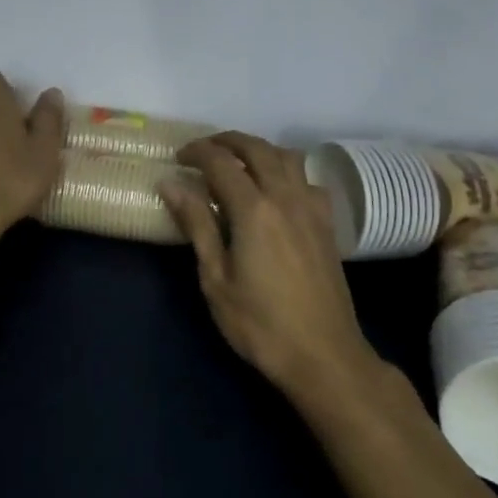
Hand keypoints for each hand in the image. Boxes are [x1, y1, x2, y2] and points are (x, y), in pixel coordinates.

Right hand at [161, 132, 380, 398]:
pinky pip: (307, 179)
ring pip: (286, 157)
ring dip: (259, 149)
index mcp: (253, 209)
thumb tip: (171, 184)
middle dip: (227, 141)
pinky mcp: (326, 224)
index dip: (197, 152)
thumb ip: (197, 225)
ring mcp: (311, 208)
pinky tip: (276, 190)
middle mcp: (285, 197)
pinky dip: (287, 170)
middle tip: (203, 151)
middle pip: (257, 148)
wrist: (325, 356)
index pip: (221, 162)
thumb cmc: (261, 323)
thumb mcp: (216, 279)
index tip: (178, 158)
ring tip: (238, 161)